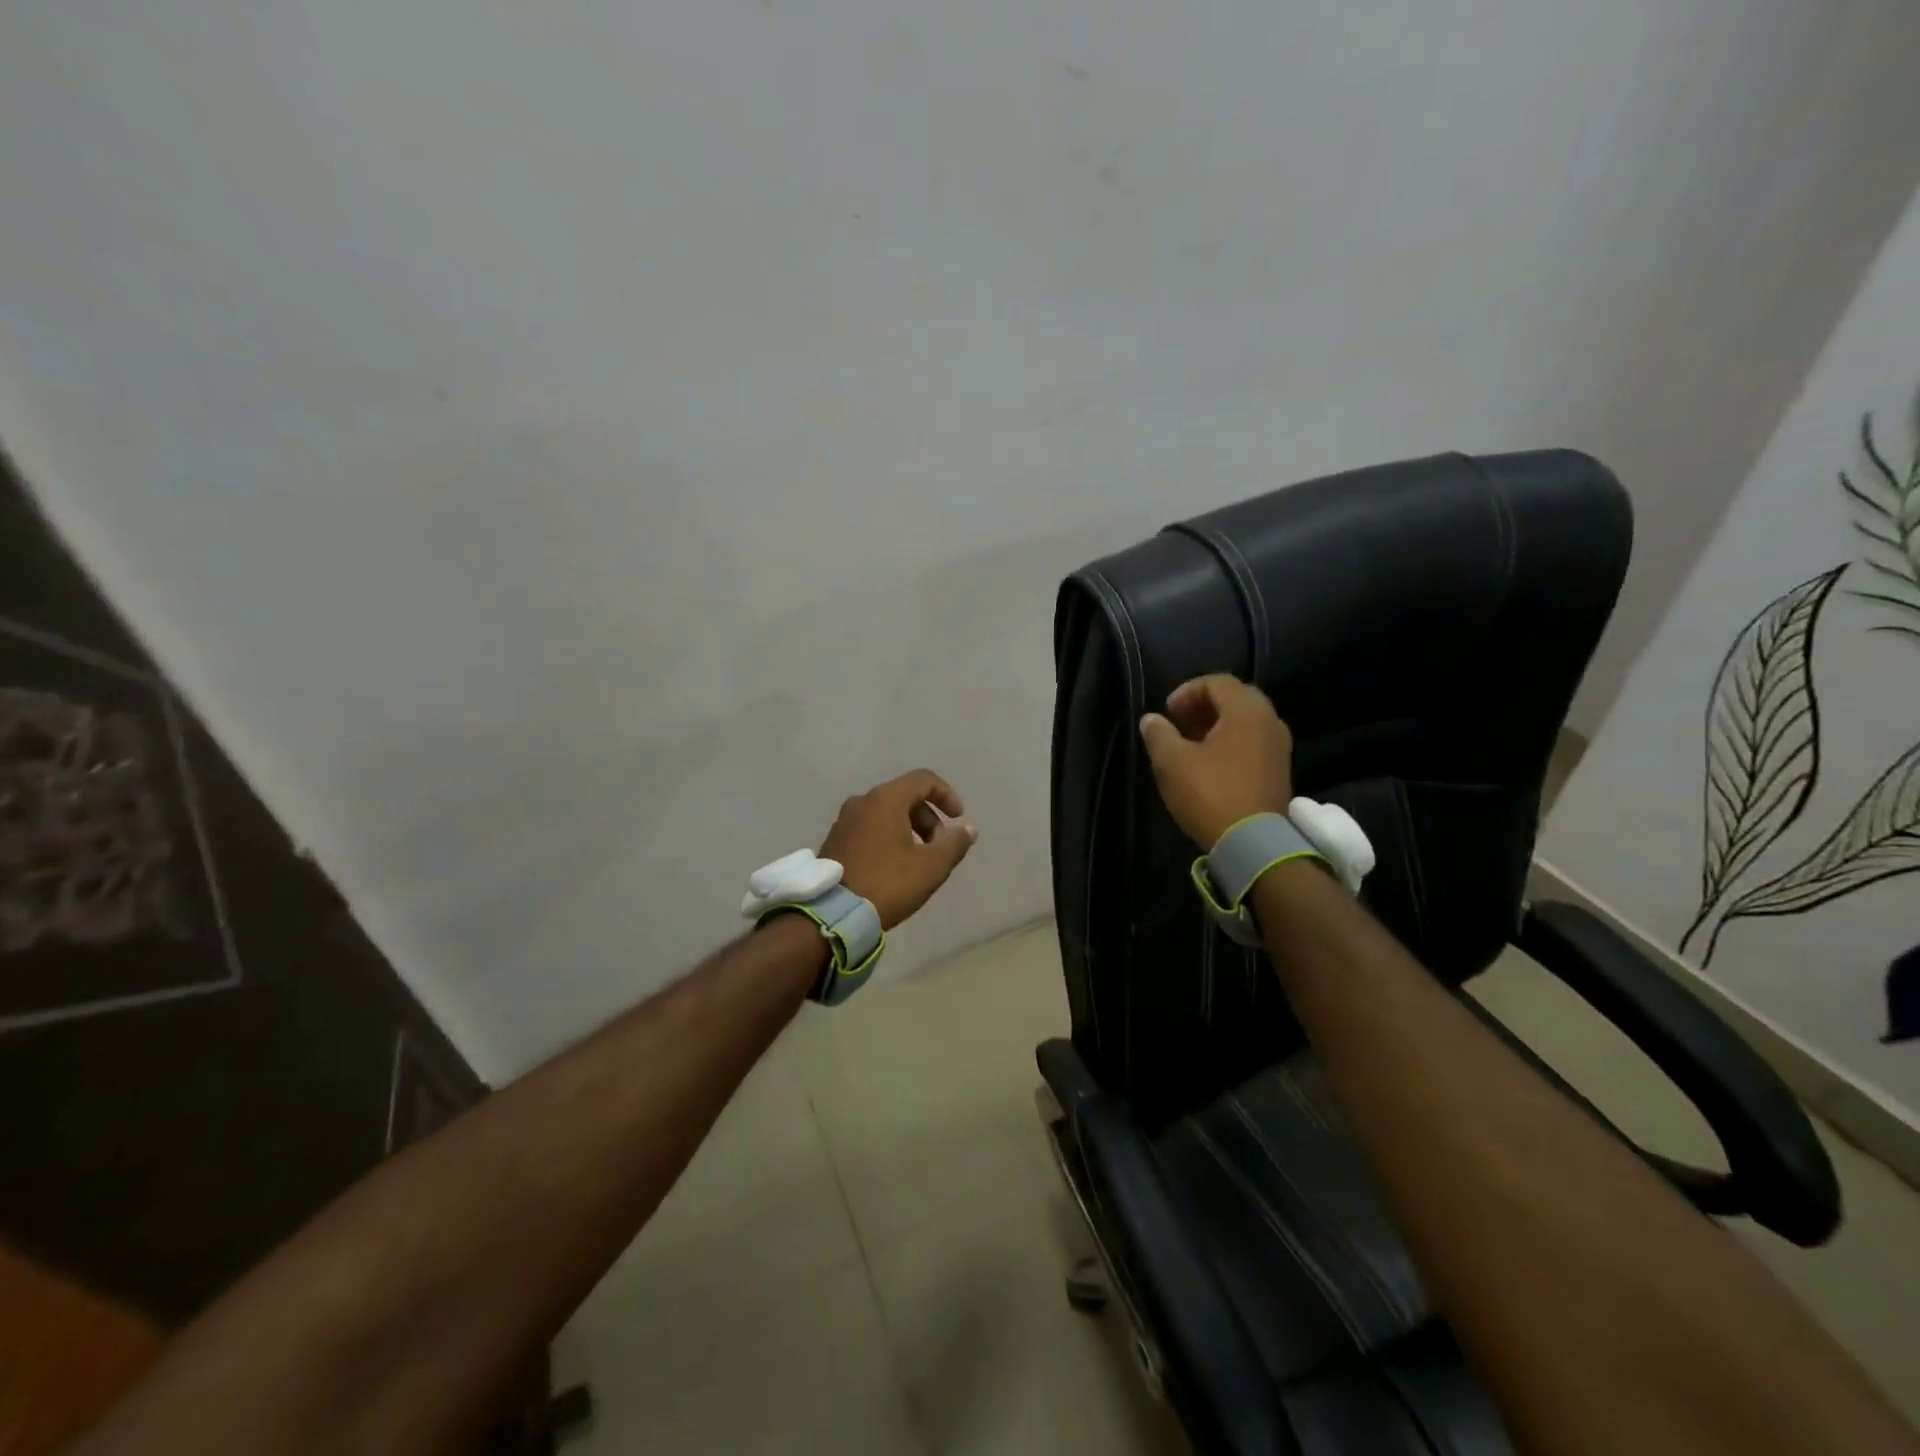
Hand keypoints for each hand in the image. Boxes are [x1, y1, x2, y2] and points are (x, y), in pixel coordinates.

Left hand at [821, 770, 977, 929]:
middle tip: (939, 846)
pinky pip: (870, 826)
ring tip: (919, 859)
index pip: (923, 779)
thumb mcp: (931, 867)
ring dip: (910, 827)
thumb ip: (954, 843)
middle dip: (929, 817)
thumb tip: (968, 828)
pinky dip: (889, 835)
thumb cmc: (887, 883)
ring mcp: (844, 820)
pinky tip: (895, 864)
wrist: (833, 913)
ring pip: (886, 812)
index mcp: (885, 799)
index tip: (958, 818)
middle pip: (905, 795)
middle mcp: (862, 801)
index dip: (947, 795)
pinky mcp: (835, 839)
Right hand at [1138, 674, 1294, 848]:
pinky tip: (1210, 764)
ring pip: (1246, 722)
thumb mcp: (1172, 762)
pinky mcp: (1279, 770)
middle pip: (1236, 698)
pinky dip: (1231, 742)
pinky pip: (1254, 742)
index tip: (1167, 712)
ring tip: (1191, 744)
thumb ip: (1159, 734)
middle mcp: (1269, 721)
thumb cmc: (1210, 793)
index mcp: (1246, 711)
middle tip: (1179, 723)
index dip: (1188, 691)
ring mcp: (1279, 747)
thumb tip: (1152, 719)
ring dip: (1217, 725)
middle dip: (1204, 706)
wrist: (1254, 843)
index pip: (1218, 682)